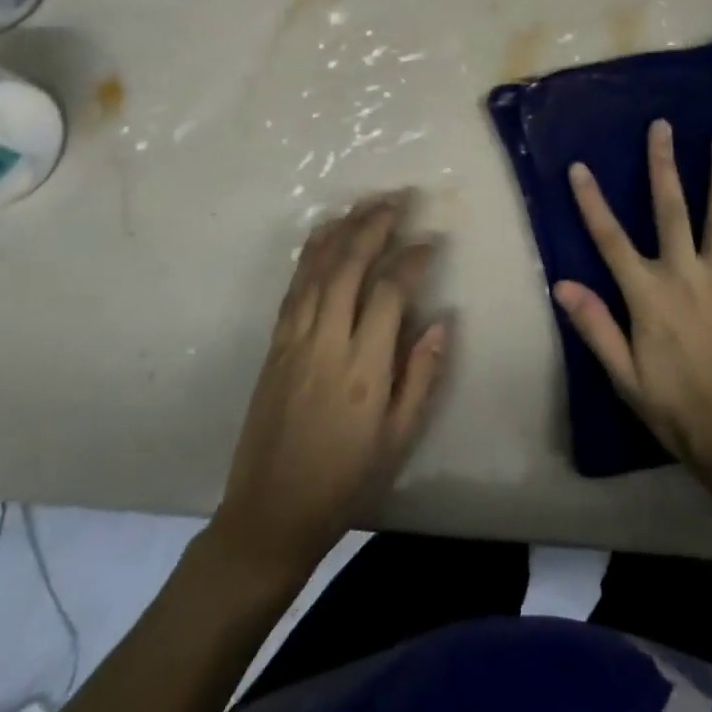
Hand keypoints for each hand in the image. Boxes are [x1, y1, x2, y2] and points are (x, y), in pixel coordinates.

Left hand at [212, 193, 451, 576]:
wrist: (270, 513)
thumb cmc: (345, 480)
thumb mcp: (398, 439)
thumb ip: (422, 376)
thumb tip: (442, 321)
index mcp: (362, 368)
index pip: (390, 292)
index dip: (412, 259)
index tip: (430, 240)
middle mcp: (326, 341)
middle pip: (349, 266)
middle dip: (375, 225)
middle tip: (398, 199)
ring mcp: (294, 339)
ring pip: (317, 268)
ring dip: (343, 229)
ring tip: (366, 203)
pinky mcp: (275, 343)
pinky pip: (295, 285)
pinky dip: (311, 252)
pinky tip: (325, 233)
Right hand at [555, 121, 711, 485]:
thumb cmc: (677, 411)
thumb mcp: (624, 377)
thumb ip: (595, 325)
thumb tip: (561, 283)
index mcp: (648, 296)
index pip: (610, 239)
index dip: (592, 201)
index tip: (579, 167)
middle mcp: (685, 275)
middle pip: (670, 209)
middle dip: (663, 165)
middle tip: (661, 126)